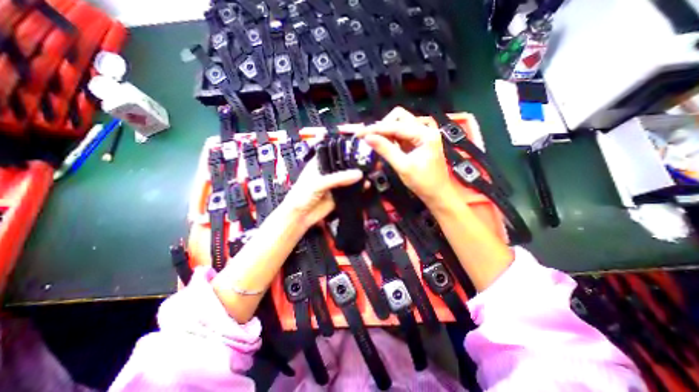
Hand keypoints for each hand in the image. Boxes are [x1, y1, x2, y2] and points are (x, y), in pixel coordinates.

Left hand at [280, 157, 363, 229]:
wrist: (300, 216)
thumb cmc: (302, 195)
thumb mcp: (319, 183)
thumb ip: (338, 178)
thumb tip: (358, 174)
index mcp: (320, 163)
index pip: (334, 152)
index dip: (345, 150)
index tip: (359, 149)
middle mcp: (328, 172)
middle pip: (344, 165)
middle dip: (355, 164)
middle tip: (368, 161)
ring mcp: (334, 184)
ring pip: (348, 178)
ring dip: (358, 176)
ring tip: (370, 172)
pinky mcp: (339, 195)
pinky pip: (351, 190)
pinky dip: (358, 188)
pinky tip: (366, 185)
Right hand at [361, 106, 460, 203]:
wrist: (438, 193)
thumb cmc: (423, 182)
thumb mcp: (403, 166)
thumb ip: (385, 150)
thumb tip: (368, 138)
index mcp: (425, 134)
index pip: (397, 125)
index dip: (377, 128)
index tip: (360, 133)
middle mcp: (425, 129)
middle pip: (400, 117)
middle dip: (383, 126)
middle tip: (370, 138)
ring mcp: (422, 134)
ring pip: (400, 123)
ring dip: (386, 131)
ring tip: (375, 141)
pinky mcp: (418, 141)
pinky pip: (402, 133)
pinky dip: (391, 137)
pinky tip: (384, 144)